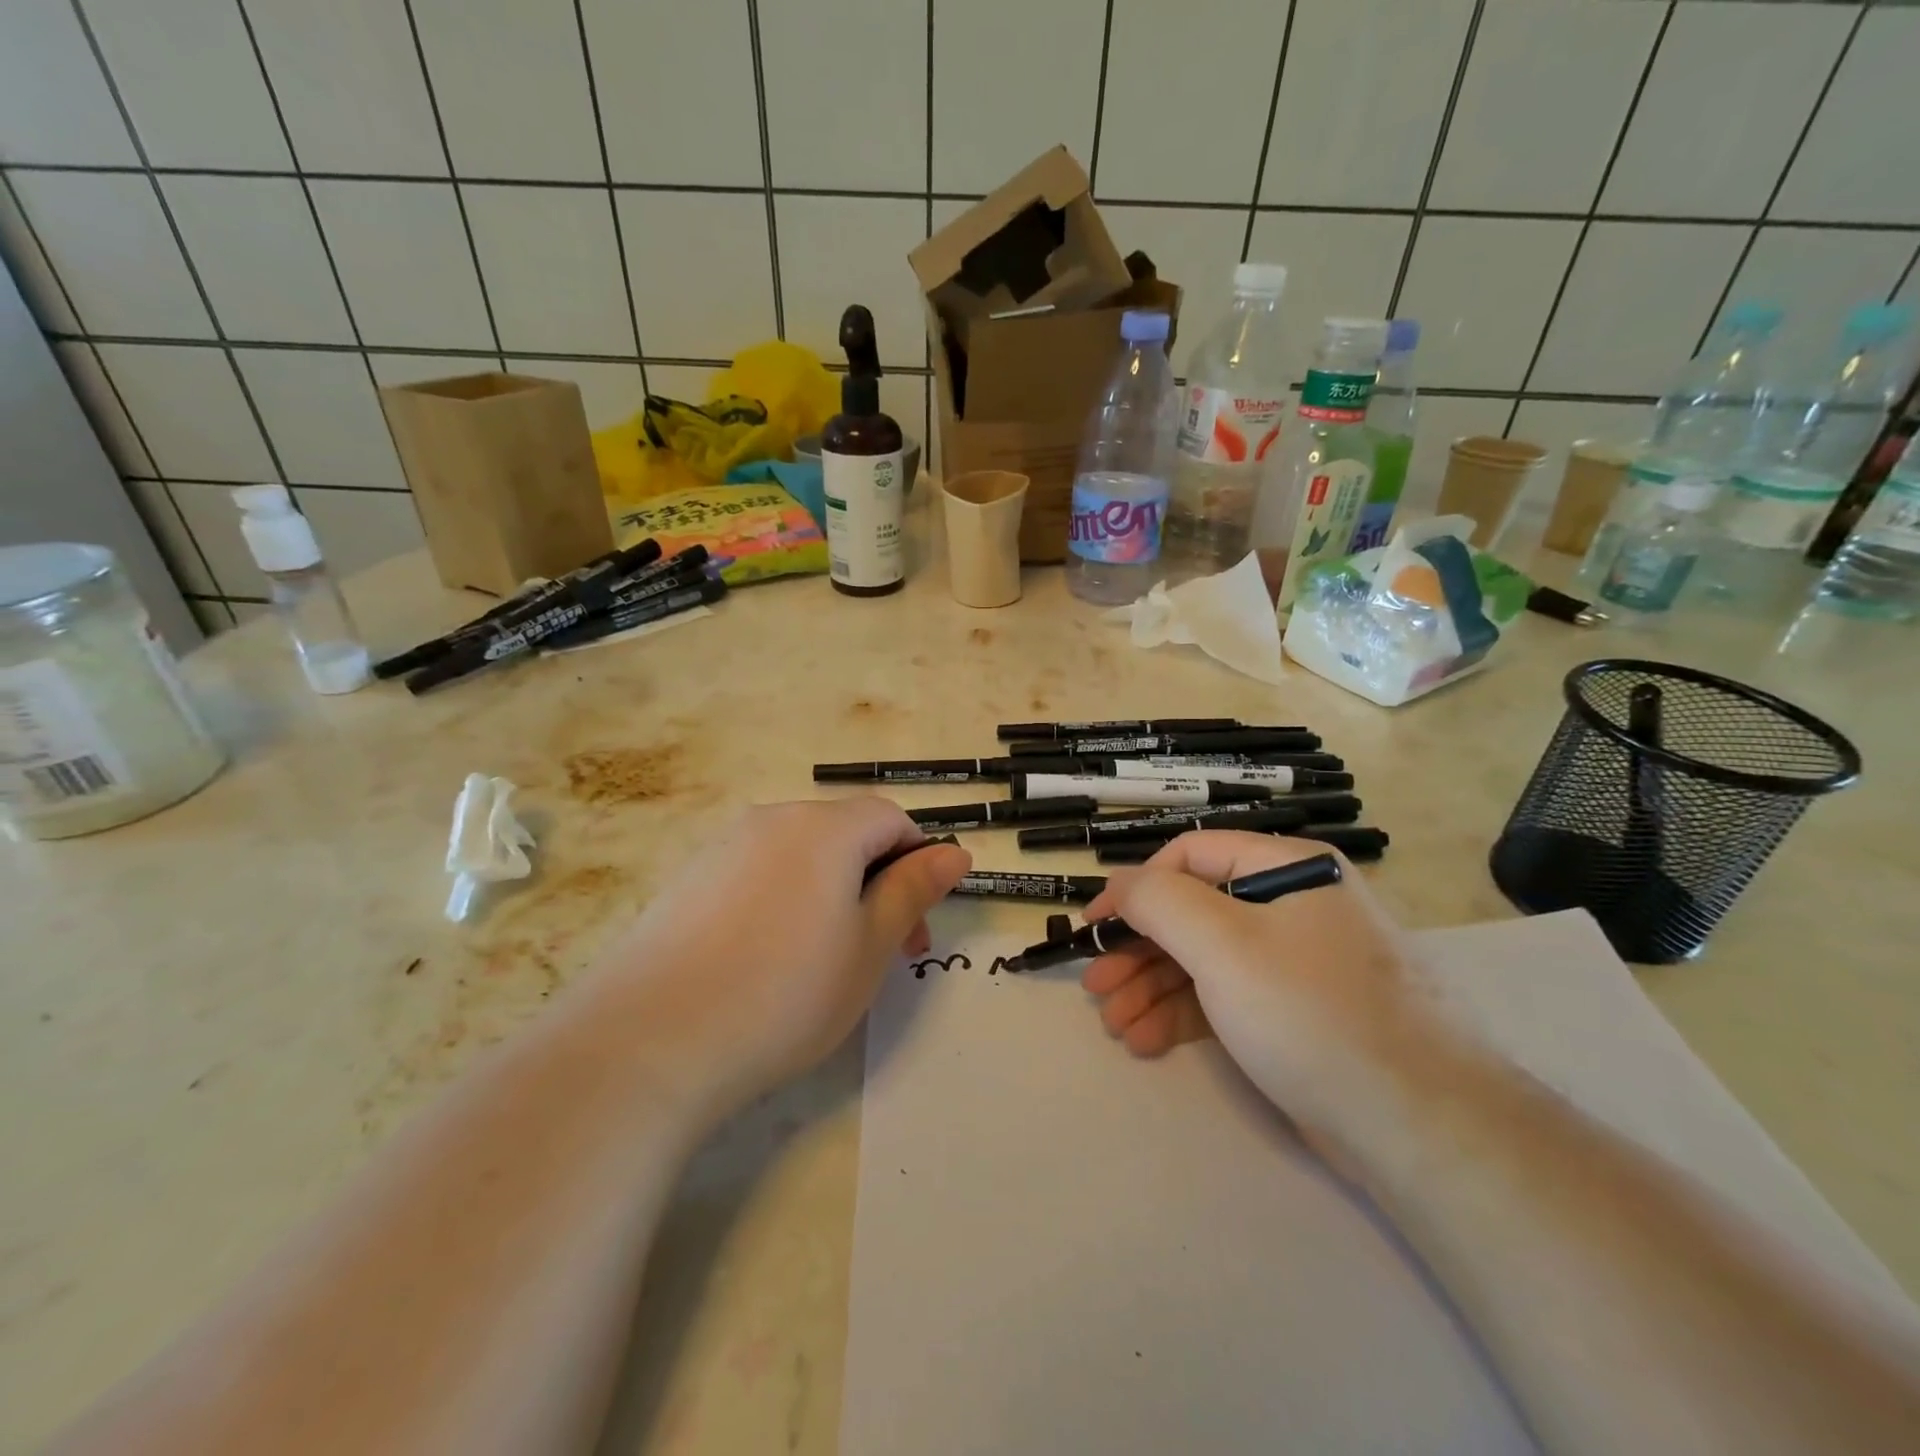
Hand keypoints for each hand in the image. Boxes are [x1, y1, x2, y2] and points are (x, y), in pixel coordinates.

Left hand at [589, 798, 970, 1118]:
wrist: (649, 1042)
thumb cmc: (786, 992)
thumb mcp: (870, 946)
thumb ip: (914, 890)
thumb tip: (955, 851)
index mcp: (825, 828)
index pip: (891, 819)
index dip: (918, 862)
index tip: (918, 925)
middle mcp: (773, 820)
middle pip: (845, 835)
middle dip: (877, 883)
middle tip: (884, 953)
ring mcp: (724, 847)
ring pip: (801, 857)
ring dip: (832, 894)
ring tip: (825, 962)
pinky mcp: (688, 880)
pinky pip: (757, 876)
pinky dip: (783, 903)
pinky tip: (767, 960)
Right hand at [1080, 833, 1449, 1154]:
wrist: (1420, 1127)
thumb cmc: (1310, 1012)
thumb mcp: (1222, 944)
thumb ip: (1159, 901)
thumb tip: (1120, 885)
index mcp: (1286, 868)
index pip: (1190, 856)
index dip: (1135, 886)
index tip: (1094, 925)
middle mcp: (1292, 905)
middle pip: (1192, 912)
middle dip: (1138, 951)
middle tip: (1096, 987)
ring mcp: (1295, 962)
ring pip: (1204, 960)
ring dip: (1152, 988)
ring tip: (1115, 1024)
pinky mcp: (1295, 1013)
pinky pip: (1226, 997)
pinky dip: (1183, 1014)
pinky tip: (1147, 1040)